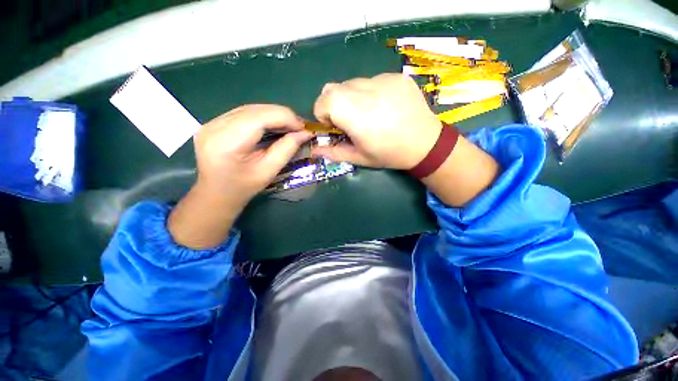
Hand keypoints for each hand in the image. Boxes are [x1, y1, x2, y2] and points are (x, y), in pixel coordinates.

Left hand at [193, 104, 312, 204]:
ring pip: (251, 108)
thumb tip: (305, 133)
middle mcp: (214, 126)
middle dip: (283, 116)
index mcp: (226, 143)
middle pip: (256, 110)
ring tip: (290, 127)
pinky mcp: (213, 122)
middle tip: (300, 129)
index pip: (261, 117)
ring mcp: (211, 122)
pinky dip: (263, 117)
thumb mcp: (268, 172)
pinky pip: (243, 113)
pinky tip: (273, 126)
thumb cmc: (242, 188)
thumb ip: (286, 149)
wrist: (214, 194)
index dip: (286, 118)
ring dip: (274, 115)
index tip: (304, 129)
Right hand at [312, 73, 442, 169]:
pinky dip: (370, 92)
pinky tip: (385, 107)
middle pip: (333, 88)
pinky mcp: (395, 76)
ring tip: (370, 114)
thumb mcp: (360, 157)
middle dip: (334, 105)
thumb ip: (334, 152)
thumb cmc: (389, 154)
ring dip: (352, 98)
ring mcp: (382, 79)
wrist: (426, 144)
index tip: (335, 126)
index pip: (322, 101)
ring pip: (352, 83)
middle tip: (350, 120)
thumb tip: (315, 150)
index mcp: (353, 113)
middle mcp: (364, 91)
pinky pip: (372, 80)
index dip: (323, 115)